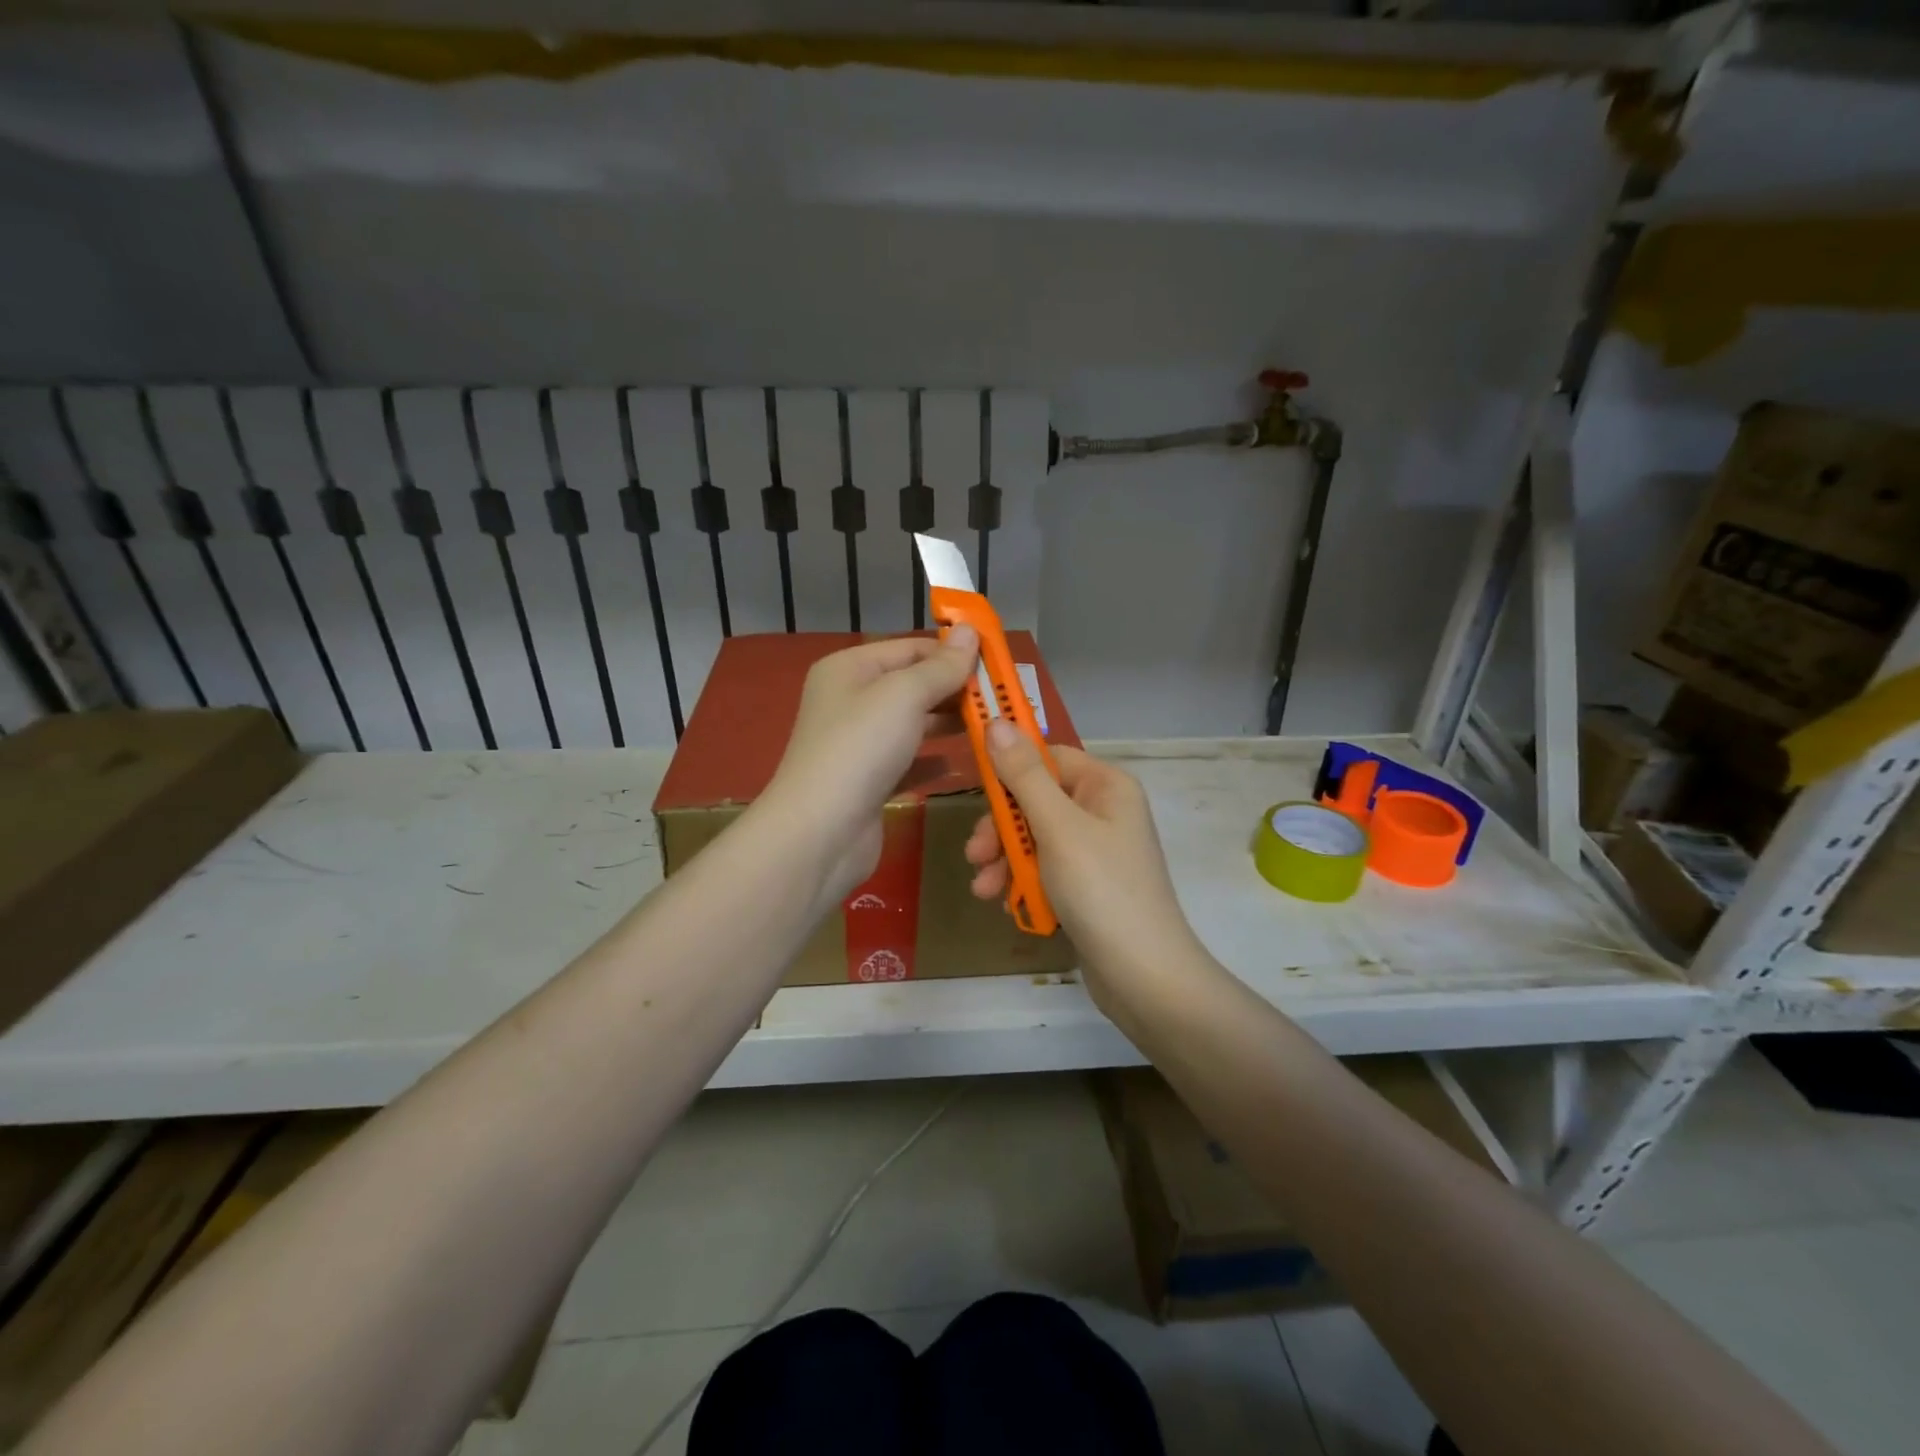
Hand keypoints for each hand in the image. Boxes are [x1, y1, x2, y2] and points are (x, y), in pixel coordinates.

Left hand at [760, 628, 979, 904]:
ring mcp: (859, 744)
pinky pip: (908, 761)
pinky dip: (933, 761)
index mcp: (850, 669)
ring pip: (913, 724)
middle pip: (913, 685)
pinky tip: (962, 765)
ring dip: (949, 724)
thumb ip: (941, 666)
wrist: (820, 833)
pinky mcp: (869, 782)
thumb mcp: (904, 695)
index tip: (998, 663)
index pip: (911, 648)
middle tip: (1001, 699)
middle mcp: (851, 700)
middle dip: (955, 690)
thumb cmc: (861, 749)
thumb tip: (970, 630)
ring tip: (993, 728)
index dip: (953, 653)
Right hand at [964, 722, 1200, 998]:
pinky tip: (1007, 904)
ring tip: (984, 889)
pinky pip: (1045, 869)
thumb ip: (1023, 776)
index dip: (1009, 770)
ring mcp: (1096, 850)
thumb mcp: (1057, 828)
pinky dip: (1023, 882)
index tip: (974, 789)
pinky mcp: (1088, 885)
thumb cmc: (1101, 890)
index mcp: (1105, 786)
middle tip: (975, 855)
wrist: (1143, 976)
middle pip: (1035, 800)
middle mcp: (1103, 811)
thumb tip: (997, 721)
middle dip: (1001, 829)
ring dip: (1005, 861)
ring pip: (1034, 838)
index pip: (1047, 757)